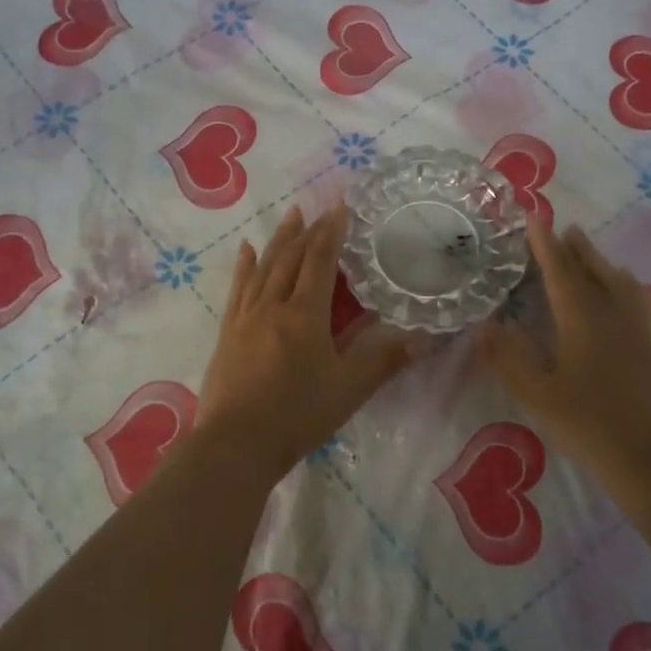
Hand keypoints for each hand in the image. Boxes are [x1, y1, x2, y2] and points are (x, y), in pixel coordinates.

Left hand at [196, 205, 417, 477]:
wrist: (236, 443)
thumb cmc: (298, 414)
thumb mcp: (349, 389)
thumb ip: (384, 360)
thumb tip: (423, 338)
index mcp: (305, 314)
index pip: (320, 261)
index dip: (332, 232)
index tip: (340, 207)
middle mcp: (273, 305)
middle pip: (291, 258)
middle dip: (308, 230)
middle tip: (319, 208)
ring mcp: (246, 317)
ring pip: (264, 267)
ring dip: (279, 239)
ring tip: (290, 216)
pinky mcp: (228, 332)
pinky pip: (238, 288)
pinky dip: (244, 266)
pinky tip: (245, 250)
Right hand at [478, 220, 650, 495]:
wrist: (650, 458)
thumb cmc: (587, 425)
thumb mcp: (536, 395)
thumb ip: (507, 358)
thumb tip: (484, 325)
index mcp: (583, 320)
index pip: (561, 273)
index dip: (545, 246)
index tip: (536, 220)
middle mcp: (614, 316)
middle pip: (594, 272)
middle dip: (576, 249)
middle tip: (563, 229)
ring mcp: (639, 331)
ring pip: (620, 284)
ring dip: (602, 263)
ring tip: (590, 253)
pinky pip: (641, 303)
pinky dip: (628, 287)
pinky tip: (628, 293)